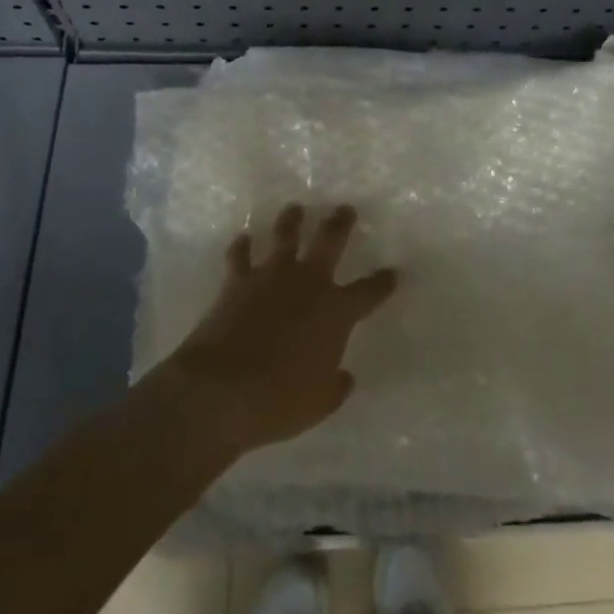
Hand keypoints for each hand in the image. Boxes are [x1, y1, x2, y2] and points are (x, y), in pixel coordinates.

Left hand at [160, 204, 397, 458]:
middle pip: (329, 240)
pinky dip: (242, 246)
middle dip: (340, 223)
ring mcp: (271, 276)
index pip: (369, 291)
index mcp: (335, 312)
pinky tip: (243, 239)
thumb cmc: (278, 400)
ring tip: (295, 209)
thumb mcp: (319, 404)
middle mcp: (307, 283)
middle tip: (345, 209)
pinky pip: (240, 255)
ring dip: (292, 220)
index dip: (383, 282)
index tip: (392, 273)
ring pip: (285, 235)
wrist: (220, 389)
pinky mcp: (237, 280)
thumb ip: (335, 386)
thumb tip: (345, 376)